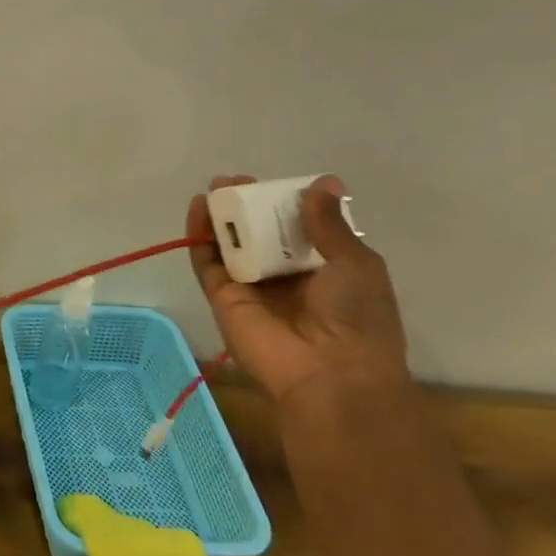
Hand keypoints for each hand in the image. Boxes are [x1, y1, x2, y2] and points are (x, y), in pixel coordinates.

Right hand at [186, 175, 409, 406]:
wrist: (330, 374)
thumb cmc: (356, 317)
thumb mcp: (356, 264)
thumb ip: (330, 224)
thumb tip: (324, 182)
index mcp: (323, 270)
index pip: (297, 228)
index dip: (284, 204)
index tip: (273, 184)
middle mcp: (284, 275)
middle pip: (259, 232)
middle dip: (247, 205)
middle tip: (235, 181)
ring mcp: (251, 285)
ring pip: (230, 243)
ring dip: (221, 214)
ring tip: (216, 187)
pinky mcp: (222, 295)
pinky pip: (206, 260)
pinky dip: (199, 234)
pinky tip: (198, 207)